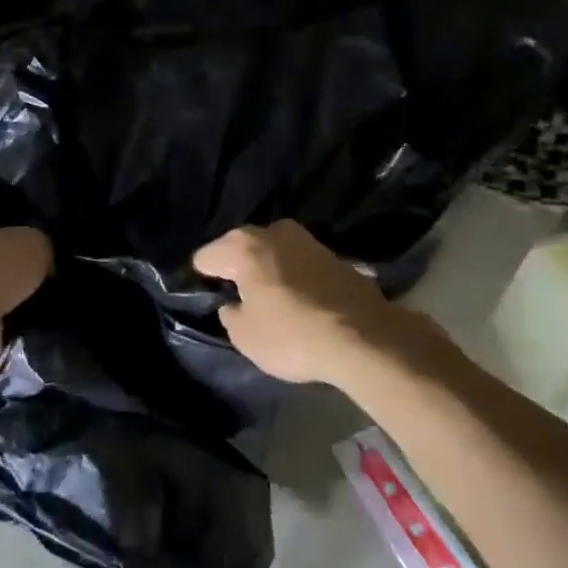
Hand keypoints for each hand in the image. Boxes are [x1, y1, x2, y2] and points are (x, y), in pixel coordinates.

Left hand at [0, 223, 51, 322]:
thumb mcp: (34, 242)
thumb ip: (41, 246)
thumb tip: (45, 260)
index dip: (15, 238)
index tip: (38, 251)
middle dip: (12, 274)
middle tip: (44, 281)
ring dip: (9, 305)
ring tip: (39, 309)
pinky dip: (4, 331)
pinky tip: (26, 331)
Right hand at [194, 221, 394, 386]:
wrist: (364, 337)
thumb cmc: (293, 336)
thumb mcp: (244, 337)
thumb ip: (229, 314)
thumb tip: (233, 303)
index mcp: (242, 246)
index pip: (205, 257)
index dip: (203, 280)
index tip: (210, 300)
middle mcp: (272, 231)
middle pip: (240, 248)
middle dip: (236, 268)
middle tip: (239, 299)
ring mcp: (305, 238)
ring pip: (272, 252)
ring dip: (267, 269)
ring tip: (270, 300)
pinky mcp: (332, 253)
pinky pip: (298, 262)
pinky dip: (293, 276)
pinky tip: (298, 300)